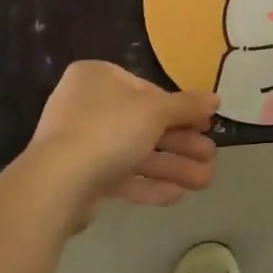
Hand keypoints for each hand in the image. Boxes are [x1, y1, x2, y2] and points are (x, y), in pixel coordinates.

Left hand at [23, 61, 219, 228]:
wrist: (57, 185)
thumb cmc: (109, 129)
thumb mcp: (156, 111)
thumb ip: (187, 106)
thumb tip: (216, 98)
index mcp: (97, 77)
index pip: (147, 90)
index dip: (180, 109)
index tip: (205, 125)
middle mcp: (86, 106)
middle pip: (144, 124)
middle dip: (181, 144)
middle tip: (211, 156)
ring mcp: (80, 144)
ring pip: (135, 152)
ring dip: (172, 166)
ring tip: (204, 181)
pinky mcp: (79, 178)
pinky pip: (120, 176)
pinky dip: (148, 184)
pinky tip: (177, 195)